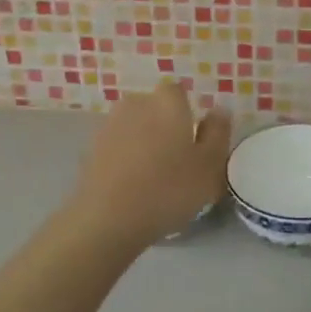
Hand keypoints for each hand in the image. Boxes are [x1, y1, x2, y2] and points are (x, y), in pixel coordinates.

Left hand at [65, 83, 232, 251]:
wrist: (108, 219)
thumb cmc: (169, 189)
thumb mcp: (209, 166)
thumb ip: (218, 133)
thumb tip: (219, 110)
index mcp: (166, 102)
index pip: (178, 93)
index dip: (187, 114)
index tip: (194, 141)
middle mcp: (135, 104)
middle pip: (155, 109)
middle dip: (165, 127)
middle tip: (177, 161)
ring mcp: (109, 125)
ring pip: (135, 128)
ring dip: (144, 143)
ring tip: (154, 178)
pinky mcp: (91, 149)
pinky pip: (117, 147)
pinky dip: (125, 159)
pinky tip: (132, 186)